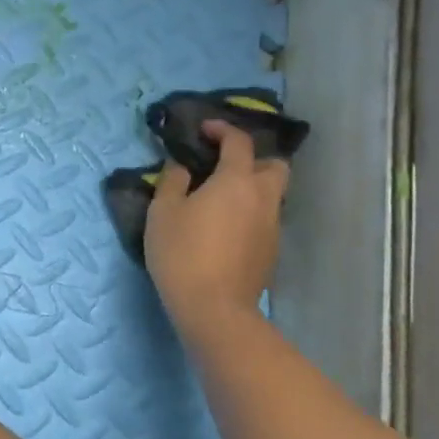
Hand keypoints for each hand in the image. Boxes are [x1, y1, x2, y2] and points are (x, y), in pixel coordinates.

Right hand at [144, 120, 288, 342]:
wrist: (214, 309)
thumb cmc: (183, 253)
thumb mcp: (163, 212)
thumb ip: (172, 181)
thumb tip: (181, 167)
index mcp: (237, 180)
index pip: (239, 141)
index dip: (223, 129)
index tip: (204, 130)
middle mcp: (263, 198)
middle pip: (275, 165)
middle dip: (254, 159)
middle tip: (225, 166)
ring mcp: (272, 227)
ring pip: (272, 195)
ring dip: (252, 189)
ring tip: (221, 200)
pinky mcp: (271, 252)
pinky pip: (265, 220)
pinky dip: (250, 214)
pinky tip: (226, 229)